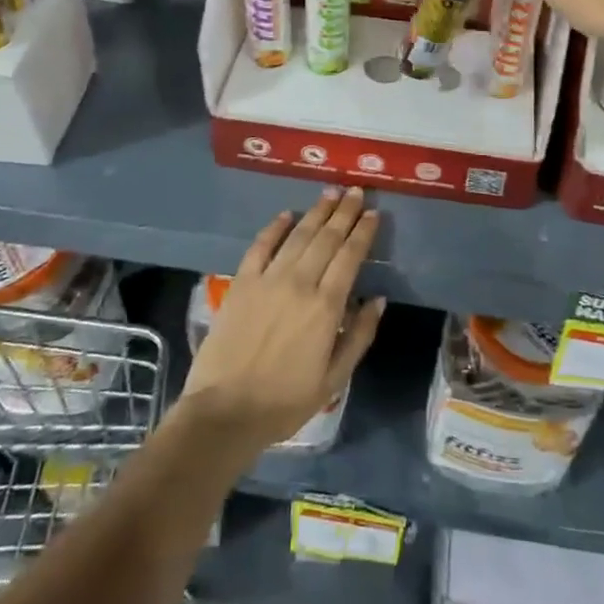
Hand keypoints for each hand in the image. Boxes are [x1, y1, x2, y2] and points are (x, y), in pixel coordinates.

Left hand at [180, 188, 385, 454]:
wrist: (225, 412)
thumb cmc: (285, 401)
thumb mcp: (334, 379)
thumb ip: (359, 336)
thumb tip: (378, 300)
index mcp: (326, 307)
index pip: (350, 256)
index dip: (363, 232)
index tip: (373, 213)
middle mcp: (300, 283)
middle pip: (327, 238)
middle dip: (344, 212)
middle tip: (356, 191)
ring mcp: (268, 279)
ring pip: (298, 235)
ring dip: (316, 211)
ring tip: (330, 192)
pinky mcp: (241, 282)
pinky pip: (260, 246)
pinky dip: (275, 227)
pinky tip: (286, 215)